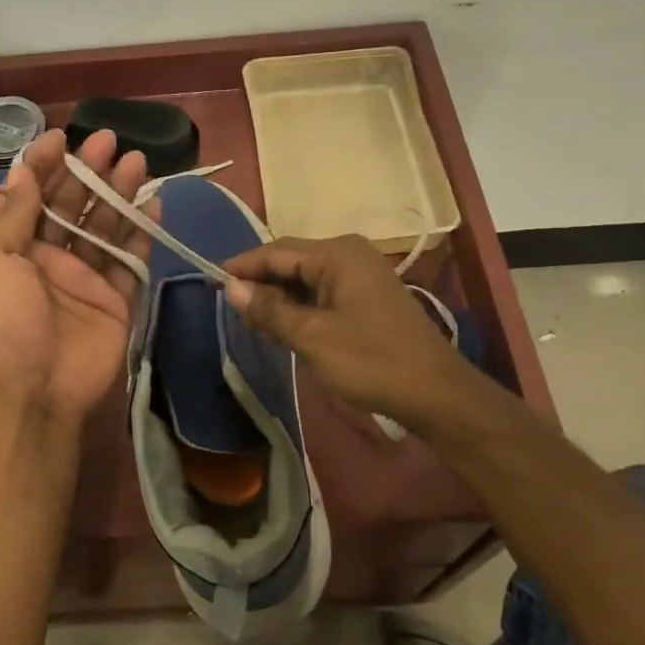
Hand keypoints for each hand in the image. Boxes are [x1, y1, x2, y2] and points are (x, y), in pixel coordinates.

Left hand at [0, 127, 154, 422]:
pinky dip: (143, 230)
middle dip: (88, 171)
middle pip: (72, 204)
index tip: (61, 136)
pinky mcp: (117, 298)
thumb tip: (21, 168)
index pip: (30, 194)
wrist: (37, 391)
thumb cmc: (5, 322)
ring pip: (105, 225)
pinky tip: (154, 201)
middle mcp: (50, 257)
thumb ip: (13, 214)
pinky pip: (132, 259)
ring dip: (119, 193)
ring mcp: (85, 277)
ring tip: (137, 161)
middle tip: (110, 140)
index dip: (43, 164)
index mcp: (14, 248)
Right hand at [223, 235, 477, 423]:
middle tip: (227, 304)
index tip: (210, 281)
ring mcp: (361, 272)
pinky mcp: (367, 294)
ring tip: (249, 315)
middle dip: (259, 281)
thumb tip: (230, 288)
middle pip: (291, 259)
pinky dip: (300, 303)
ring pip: (305, 276)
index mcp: (337, 254)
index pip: (276, 251)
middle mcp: (349, 253)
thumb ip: (270, 309)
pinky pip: (322, 289)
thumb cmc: (371, 361)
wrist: (435, 392)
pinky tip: (283, 322)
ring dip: (279, 294)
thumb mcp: (312, 337)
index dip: (242, 266)